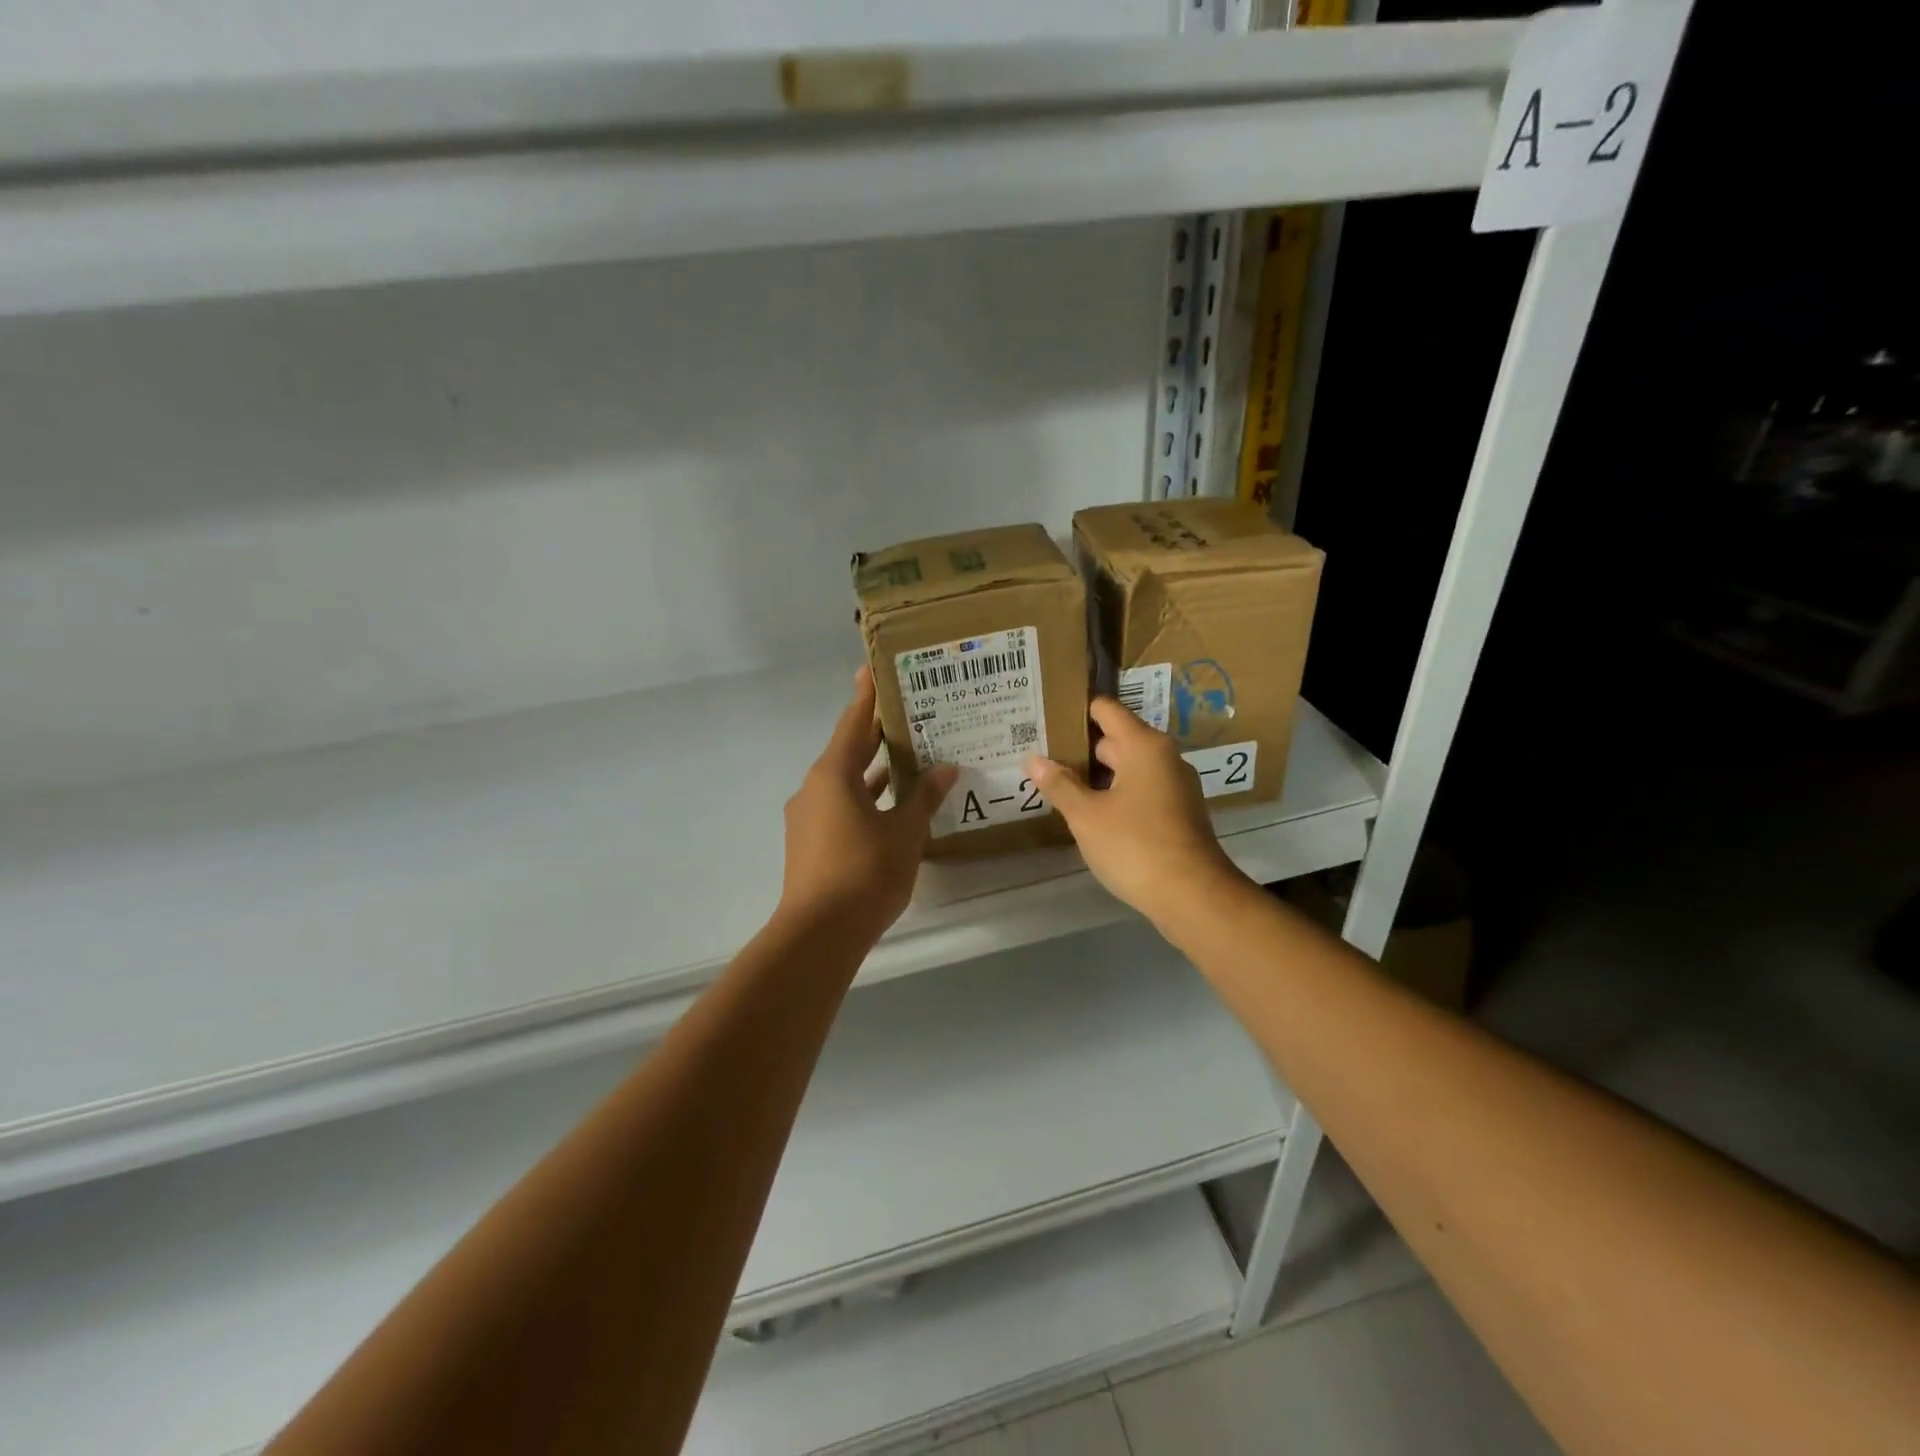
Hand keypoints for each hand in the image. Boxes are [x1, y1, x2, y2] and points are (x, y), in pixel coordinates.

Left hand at [778, 666, 957, 941]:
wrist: (818, 934)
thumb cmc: (864, 873)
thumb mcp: (904, 833)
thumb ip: (924, 798)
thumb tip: (946, 768)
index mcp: (833, 775)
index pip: (854, 724)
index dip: (866, 696)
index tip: (872, 669)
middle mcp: (815, 788)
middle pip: (848, 750)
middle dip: (875, 733)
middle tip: (906, 710)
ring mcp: (809, 817)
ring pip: (845, 782)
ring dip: (873, 770)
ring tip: (908, 756)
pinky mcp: (811, 843)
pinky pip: (841, 806)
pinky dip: (865, 799)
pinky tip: (892, 806)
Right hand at [1026, 697, 1242, 927]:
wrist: (1193, 896)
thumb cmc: (1135, 846)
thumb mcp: (1087, 816)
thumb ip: (1059, 785)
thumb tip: (1033, 759)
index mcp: (1144, 746)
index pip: (1106, 710)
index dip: (1077, 709)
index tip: (1047, 712)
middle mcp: (1164, 757)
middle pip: (1116, 739)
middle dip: (1080, 746)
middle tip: (1041, 751)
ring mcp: (1175, 786)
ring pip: (1127, 768)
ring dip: (1096, 774)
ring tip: (1057, 781)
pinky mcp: (1178, 813)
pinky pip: (1139, 790)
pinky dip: (1114, 793)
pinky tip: (1088, 810)